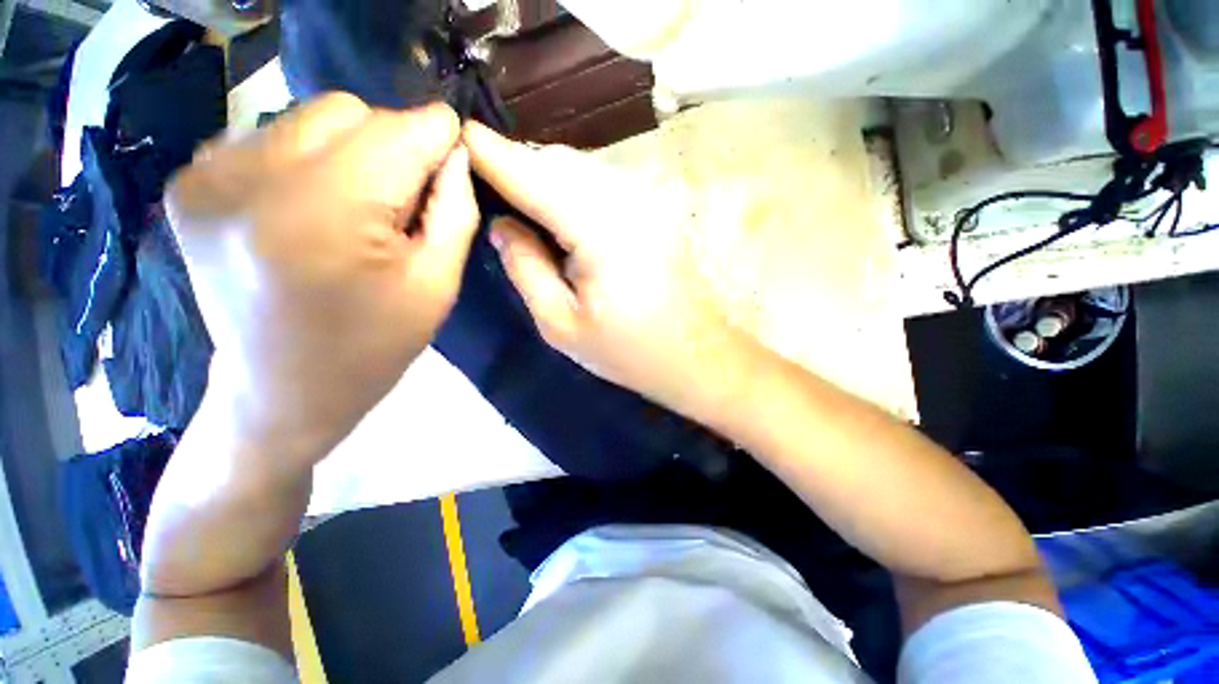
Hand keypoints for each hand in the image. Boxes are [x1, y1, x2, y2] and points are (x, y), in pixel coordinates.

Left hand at [168, 94, 477, 466]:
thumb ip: (455, 211)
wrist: (283, 392)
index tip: (456, 158)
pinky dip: (306, 159)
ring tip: (353, 211)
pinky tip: (308, 209)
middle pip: (350, 111)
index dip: (438, 138)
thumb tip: (456, 154)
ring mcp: (207, 173)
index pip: (398, 130)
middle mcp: (251, 175)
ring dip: (349, 152)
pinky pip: (271, 136)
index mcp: (325, 212)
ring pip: (310, 117)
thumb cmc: (374, 346)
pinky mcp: (189, 181)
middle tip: (401, 204)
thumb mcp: (438, 285)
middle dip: (392, 145)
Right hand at [464, 122, 756, 421]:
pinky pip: (601, 182)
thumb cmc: (629, 351)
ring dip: (544, 178)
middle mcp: (626, 199)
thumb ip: (524, 267)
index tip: (454, 136)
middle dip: (516, 166)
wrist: (695, 355)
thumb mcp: (561, 324)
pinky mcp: (656, 208)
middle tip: (486, 191)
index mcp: (600, 229)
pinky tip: (561, 218)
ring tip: (522, 209)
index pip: (532, 175)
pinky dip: (571, 189)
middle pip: (556, 162)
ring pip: (579, 168)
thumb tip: (501, 223)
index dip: (489, 153)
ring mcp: (647, 199)